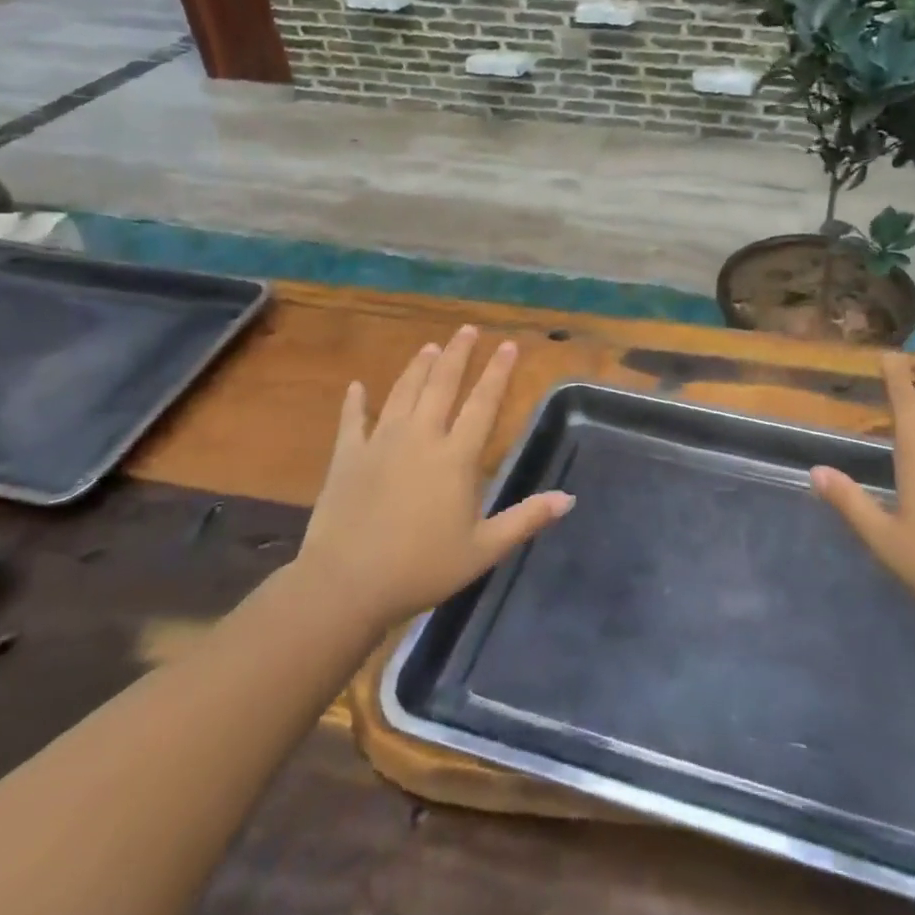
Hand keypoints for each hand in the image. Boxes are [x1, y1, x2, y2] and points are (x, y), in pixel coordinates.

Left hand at [293, 326, 572, 628]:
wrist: (346, 584)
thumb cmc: (422, 568)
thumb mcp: (484, 549)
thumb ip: (526, 519)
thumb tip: (569, 498)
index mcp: (456, 457)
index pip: (483, 403)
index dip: (498, 372)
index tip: (507, 345)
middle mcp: (420, 438)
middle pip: (442, 385)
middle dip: (458, 354)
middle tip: (467, 329)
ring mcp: (380, 443)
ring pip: (403, 393)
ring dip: (418, 367)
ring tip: (430, 346)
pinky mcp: (347, 457)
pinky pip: (353, 420)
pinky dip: (356, 402)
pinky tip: (357, 386)